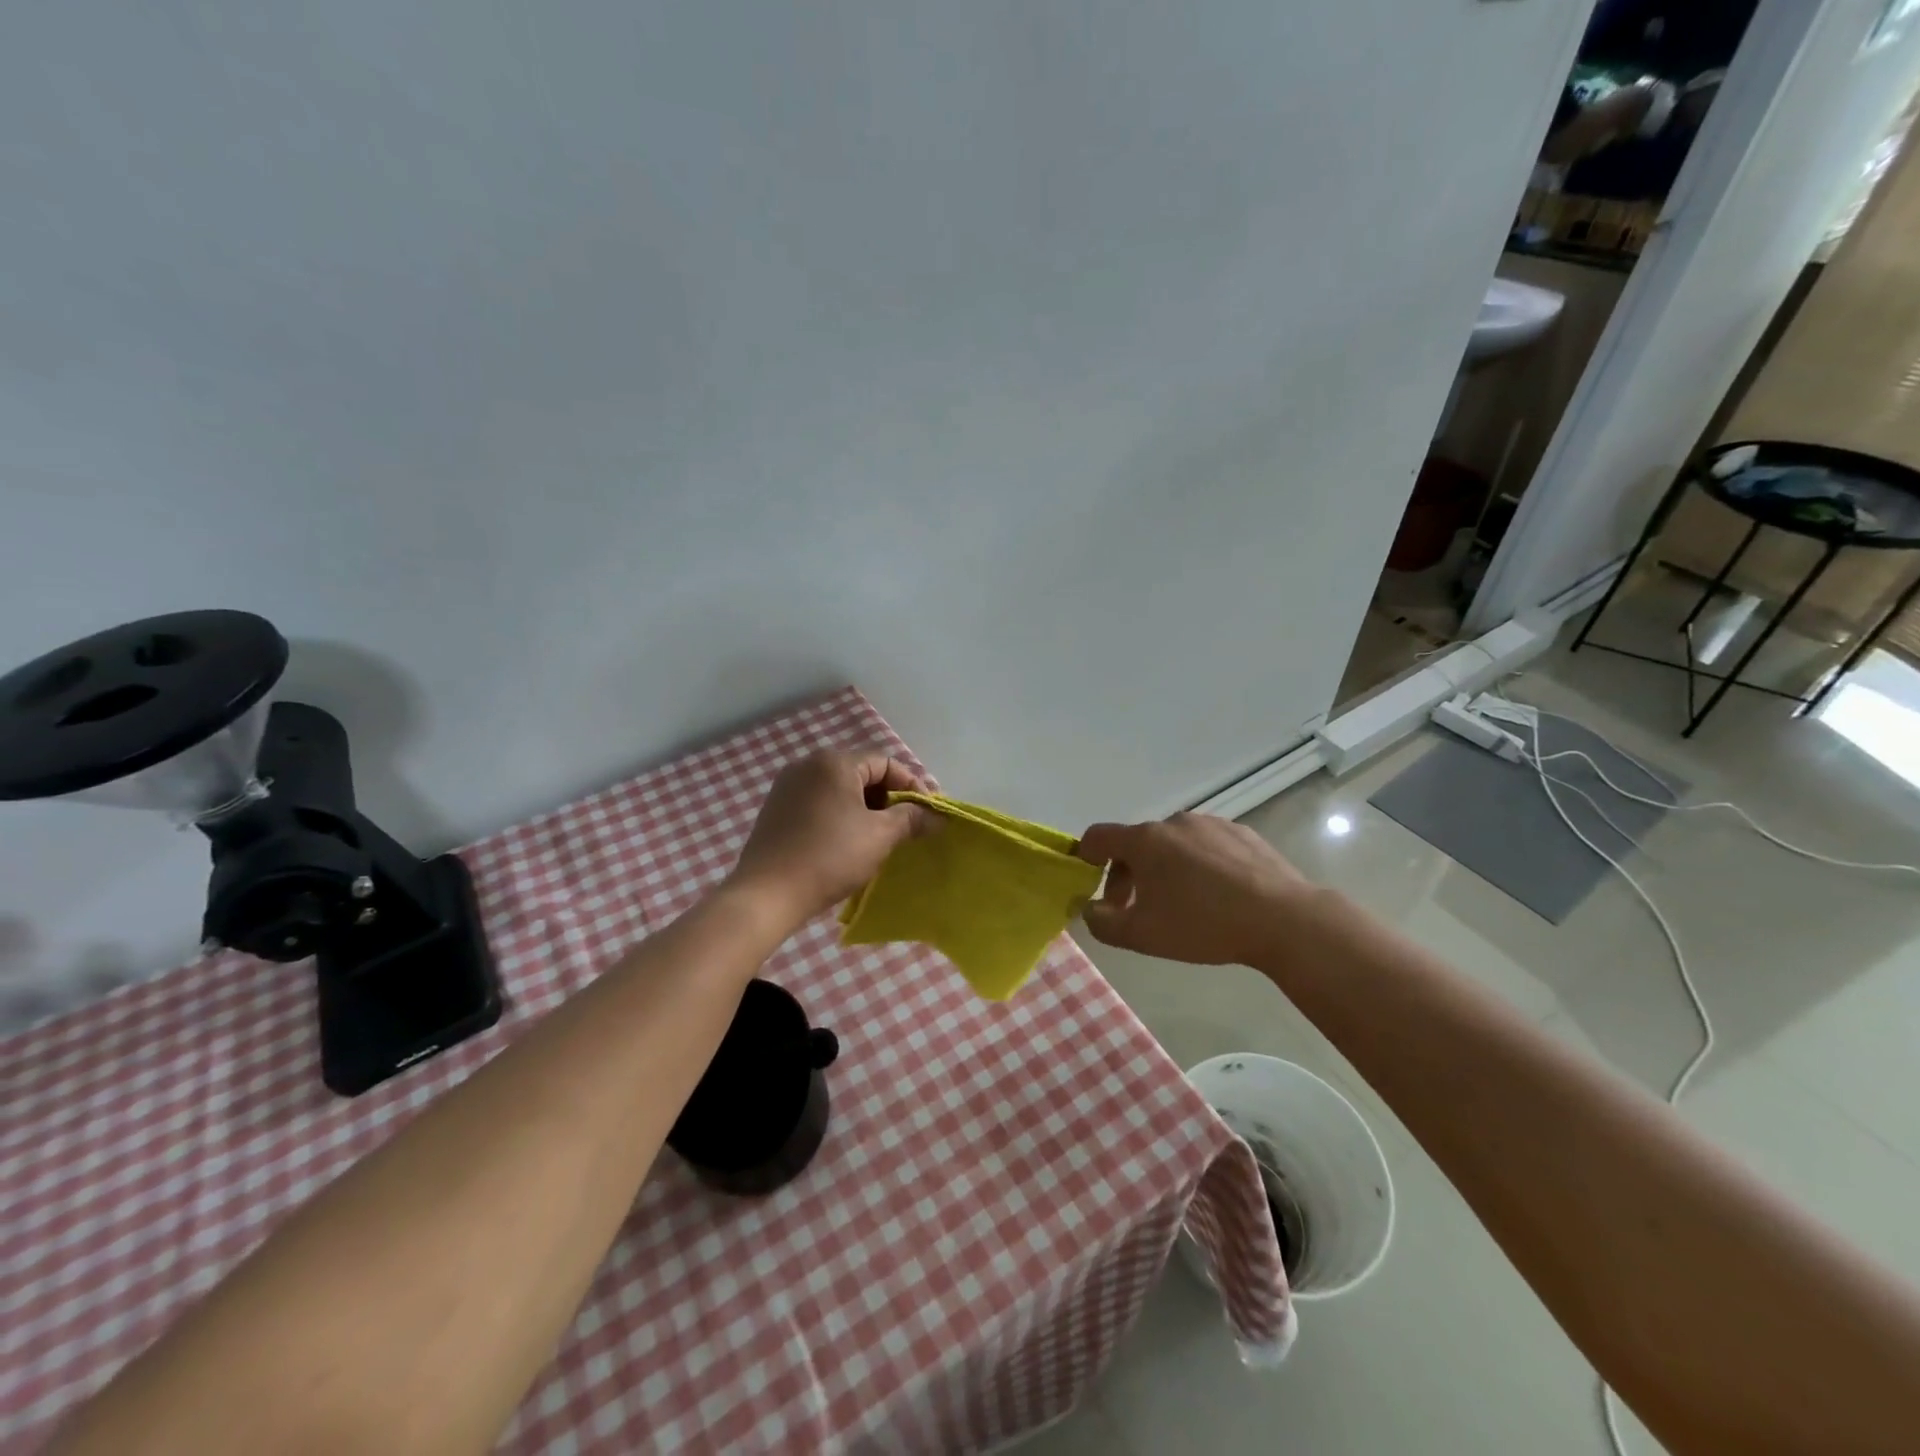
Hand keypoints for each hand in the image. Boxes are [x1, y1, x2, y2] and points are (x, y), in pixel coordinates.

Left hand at [728, 752, 932, 923]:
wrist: (767, 894)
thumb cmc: (830, 857)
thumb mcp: (880, 836)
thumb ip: (911, 819)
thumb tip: (936, 816)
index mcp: (834, 762)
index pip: (886, 763)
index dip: (912, 786)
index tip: (928, 813)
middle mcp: (808, 764)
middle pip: (862, 773)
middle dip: (889, 798)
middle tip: (907, 826)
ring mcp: (788, 786)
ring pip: (840, 789)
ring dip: (865, 808)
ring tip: (880, 837)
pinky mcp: (776, 809)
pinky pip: (819, 803)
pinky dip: (840, 815)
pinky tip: (848, 842)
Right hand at [1074, 812, 1311, 965]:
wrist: (1284, 919)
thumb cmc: (1203, 925)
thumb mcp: (1142, 936)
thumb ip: (1102, 923)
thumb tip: (1091, 909)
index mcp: (1144, 841)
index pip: (1098, 836)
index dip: (1086, 856)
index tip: (1090, 879)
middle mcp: (1174, 822)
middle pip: (1137, 844)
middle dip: (1128, 874)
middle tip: (1137, 909)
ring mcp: (1211, 824)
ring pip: (1173, 844)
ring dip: (1165, 869)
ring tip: (1184, 904)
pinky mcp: (1242, 834)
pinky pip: (1206, 846)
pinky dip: (1200, 865)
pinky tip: (1218, 896)